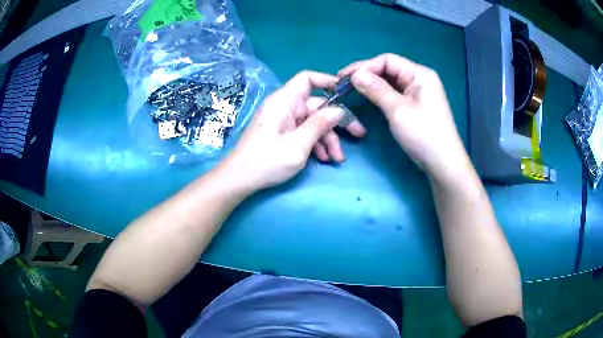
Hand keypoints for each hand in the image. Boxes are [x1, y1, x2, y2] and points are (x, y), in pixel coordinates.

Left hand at [221, 71, 365, 191]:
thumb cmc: (267, 160)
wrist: (239, 180)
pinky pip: (303, 133)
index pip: (307, 79)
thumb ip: (320, 125)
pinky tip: (323, 159)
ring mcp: (284, 121)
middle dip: (336, 123)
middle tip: (358, 135)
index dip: (327, 81)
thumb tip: (338, 110)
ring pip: (313, 123)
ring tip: (337, 159)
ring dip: (327, 139)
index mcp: (285, 101)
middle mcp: (285, 107)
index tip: (346, 93)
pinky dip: (315, 144)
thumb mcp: (298, 144)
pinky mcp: (282, 134)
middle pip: (317, 106)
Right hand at [339, 53, 469, 180]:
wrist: (443, 163)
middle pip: (389, 69)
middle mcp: (419, 78)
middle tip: (344, 84)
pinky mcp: (416, 104)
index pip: (387, 60)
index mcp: (419, 74)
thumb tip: (355, 74)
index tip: (343, 76)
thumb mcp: (398, 110)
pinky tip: (368, 97)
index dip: (364, 66)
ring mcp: (418, 92)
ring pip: (391, 81)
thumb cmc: (424, 135)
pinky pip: (395, 92)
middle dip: (366, 74)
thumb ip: (376, 89)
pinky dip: (380, 93)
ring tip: (352, 89)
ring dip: (372, 84)